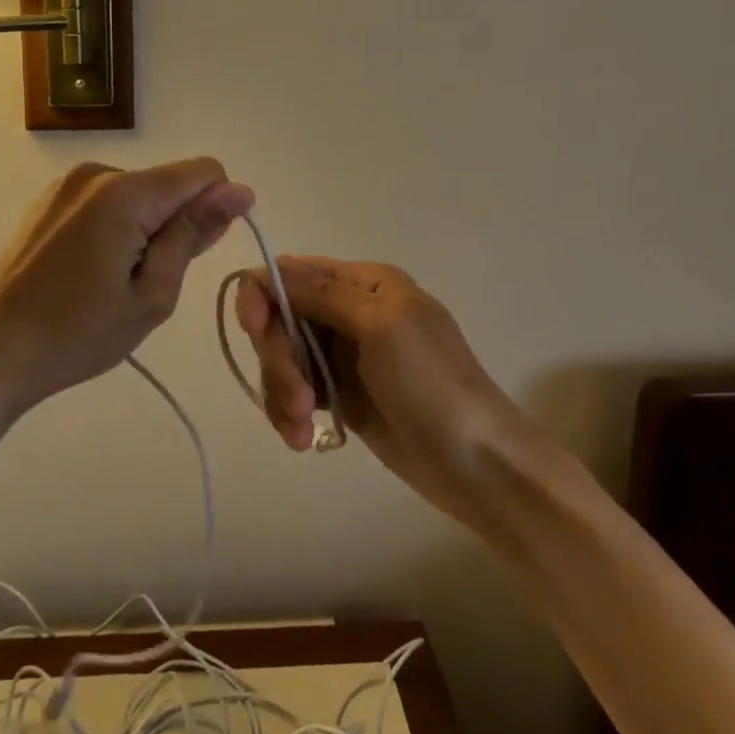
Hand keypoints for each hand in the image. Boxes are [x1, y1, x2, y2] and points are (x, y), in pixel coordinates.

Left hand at [0, 160, 253, 417]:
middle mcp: (97, 172)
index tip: (194, 254)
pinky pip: (108, 200)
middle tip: (143, 284)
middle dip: (173, 226)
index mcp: (125, 193)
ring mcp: (68, 183)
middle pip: (169, 184)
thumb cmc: (78, 334)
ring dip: (144, 229)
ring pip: (140, 194)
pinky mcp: (50, 198)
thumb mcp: (152, 294)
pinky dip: (116, 227)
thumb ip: (194, 233)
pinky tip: (89, 269)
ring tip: (112, 281)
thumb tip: (239, 191)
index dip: (215, 209)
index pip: (204, 172)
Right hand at [237, 259, 521, 527]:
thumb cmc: (431, 383)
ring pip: (283, 358)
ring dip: (281, 392)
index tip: (257, 332)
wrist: (478, 463)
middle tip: (296, 400)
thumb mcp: (379, 325)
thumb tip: (264, 270)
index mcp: (363, 282)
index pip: (290, 272)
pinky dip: (290, 413)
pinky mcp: (340, 395)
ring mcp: (344, 355)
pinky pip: (295, 392)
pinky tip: (303, 440)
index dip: (263, 297)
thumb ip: (320, 293)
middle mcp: (348, 311)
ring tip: (301, 431)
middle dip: (278, 359)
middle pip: (281, 319)